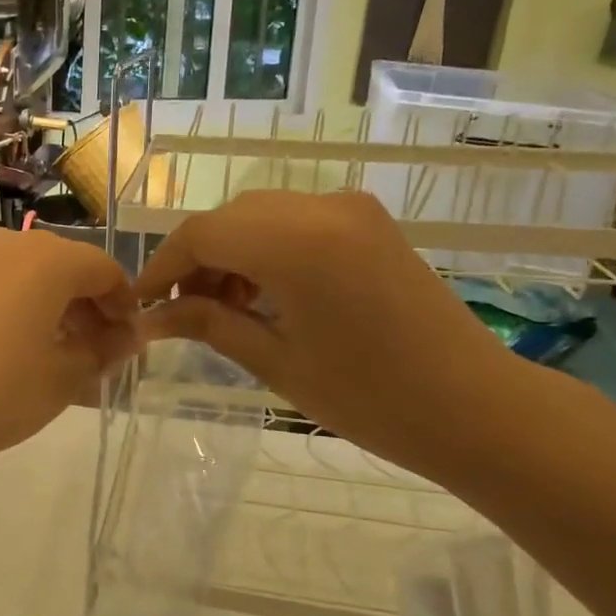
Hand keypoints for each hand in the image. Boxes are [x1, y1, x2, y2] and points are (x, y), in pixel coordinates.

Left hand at [0, 227, 137, 481]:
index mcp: (46, 260)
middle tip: (91, 352)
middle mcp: (5, 245)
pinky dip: (4, 310)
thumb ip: (100, 353)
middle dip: (85, 307)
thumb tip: (124, 337)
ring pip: (20, 276)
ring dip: (44, 309)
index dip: (124, 305)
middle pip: (62, 267)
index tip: (126, 343)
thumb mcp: (58, 382)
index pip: (104, 270)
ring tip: (44, 355)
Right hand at [136, 190, 525, 479]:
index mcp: (296, 242)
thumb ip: (208, 323)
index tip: (140, 304)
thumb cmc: (369, 397)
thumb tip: (151, 316)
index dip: (162, 266)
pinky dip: (265, 248)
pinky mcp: (369, 222)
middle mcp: (321, 208)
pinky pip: (295, 220)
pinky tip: (263, 293)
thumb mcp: (275, 360)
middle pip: (229, 218)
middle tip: (180, 312)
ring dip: (230, 253)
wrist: (475, 407)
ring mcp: (351, 210)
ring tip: (222, 308)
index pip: (202, 234)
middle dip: (195, 260)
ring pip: (260, 215)